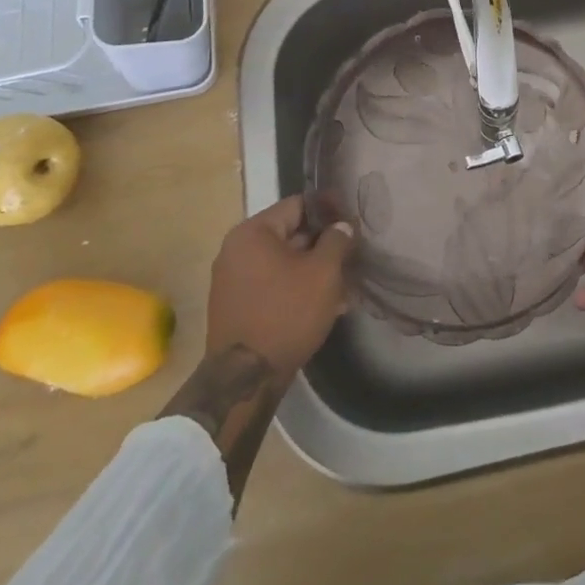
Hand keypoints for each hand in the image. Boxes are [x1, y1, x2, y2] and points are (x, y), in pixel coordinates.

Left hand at [204, 196, 354, 381]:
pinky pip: (272, 285)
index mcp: (253, 233)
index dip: (329, 210)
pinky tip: (324, 305)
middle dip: (323, 245)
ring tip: (344, 286)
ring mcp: (232, 280)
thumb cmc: (286, 313)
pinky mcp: (235, 307)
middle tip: (352, 255)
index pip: (298, 205)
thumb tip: (341, 225)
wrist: (245, 379)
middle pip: (290, 235)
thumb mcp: (323, 272)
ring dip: (312, 270)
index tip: (352, 220)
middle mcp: (236, 250)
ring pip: (283, 264)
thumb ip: (337, 240)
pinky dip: (296, 288)